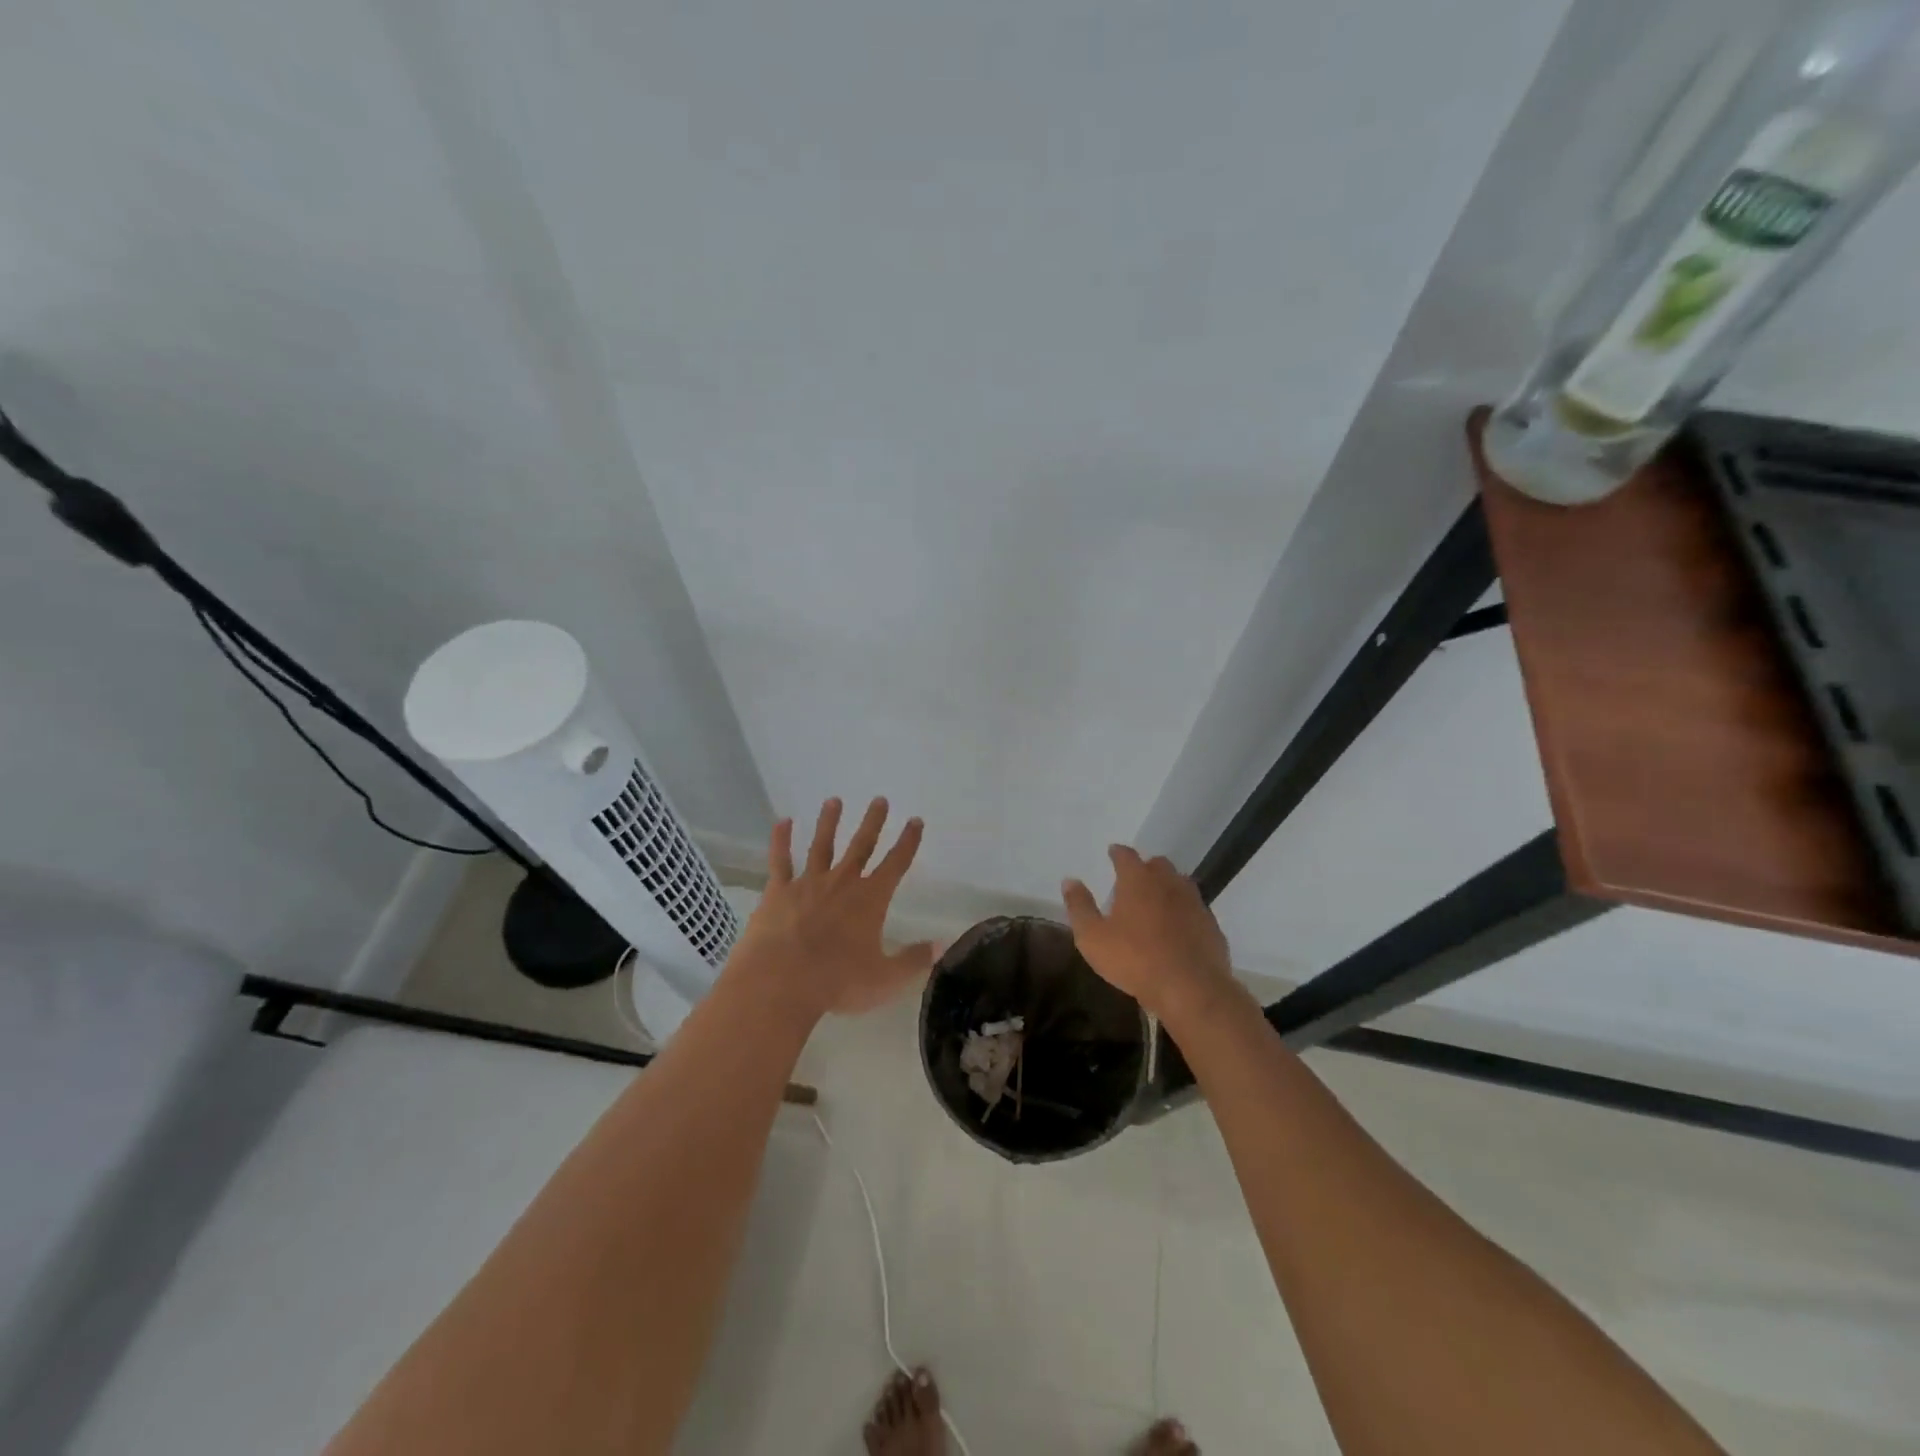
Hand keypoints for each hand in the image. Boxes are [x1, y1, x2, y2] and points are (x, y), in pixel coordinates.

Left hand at [726, 798, 933, 1020]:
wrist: (780, 981)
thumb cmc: (837, 982)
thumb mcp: (885, 979)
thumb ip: (914, 960)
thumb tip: (943, 945)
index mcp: (870, 900)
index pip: (896, 864)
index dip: (908, 842)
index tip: (915, 820)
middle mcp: (842, 883)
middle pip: (861, 846)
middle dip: (872, 822)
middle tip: (879, 799)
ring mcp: (808, 883)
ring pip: (821, 845)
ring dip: (829, 822)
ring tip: (834, 800)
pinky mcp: (778, 892)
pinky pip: (780, 861)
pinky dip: (781, 840)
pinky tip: (782, 822)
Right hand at [1062, 845, 1237, 1023]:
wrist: (1190, 988)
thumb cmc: (1134, 960)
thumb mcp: (1092, 937)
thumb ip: (1080, 907)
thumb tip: (1069, 881)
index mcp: (1138, 881)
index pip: (1126, 856)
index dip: (1118, 853)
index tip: (1112, 852)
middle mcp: (1168, 884)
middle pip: (1158, 864)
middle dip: (1146, 867)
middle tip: (1135, 878)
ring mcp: (1194, 903)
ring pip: (1181, 883)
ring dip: (1168, 886)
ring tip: (1157, 899)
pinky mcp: (1211, 925)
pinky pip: (1195, 909)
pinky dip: (1184, 911)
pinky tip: (1179, 927)